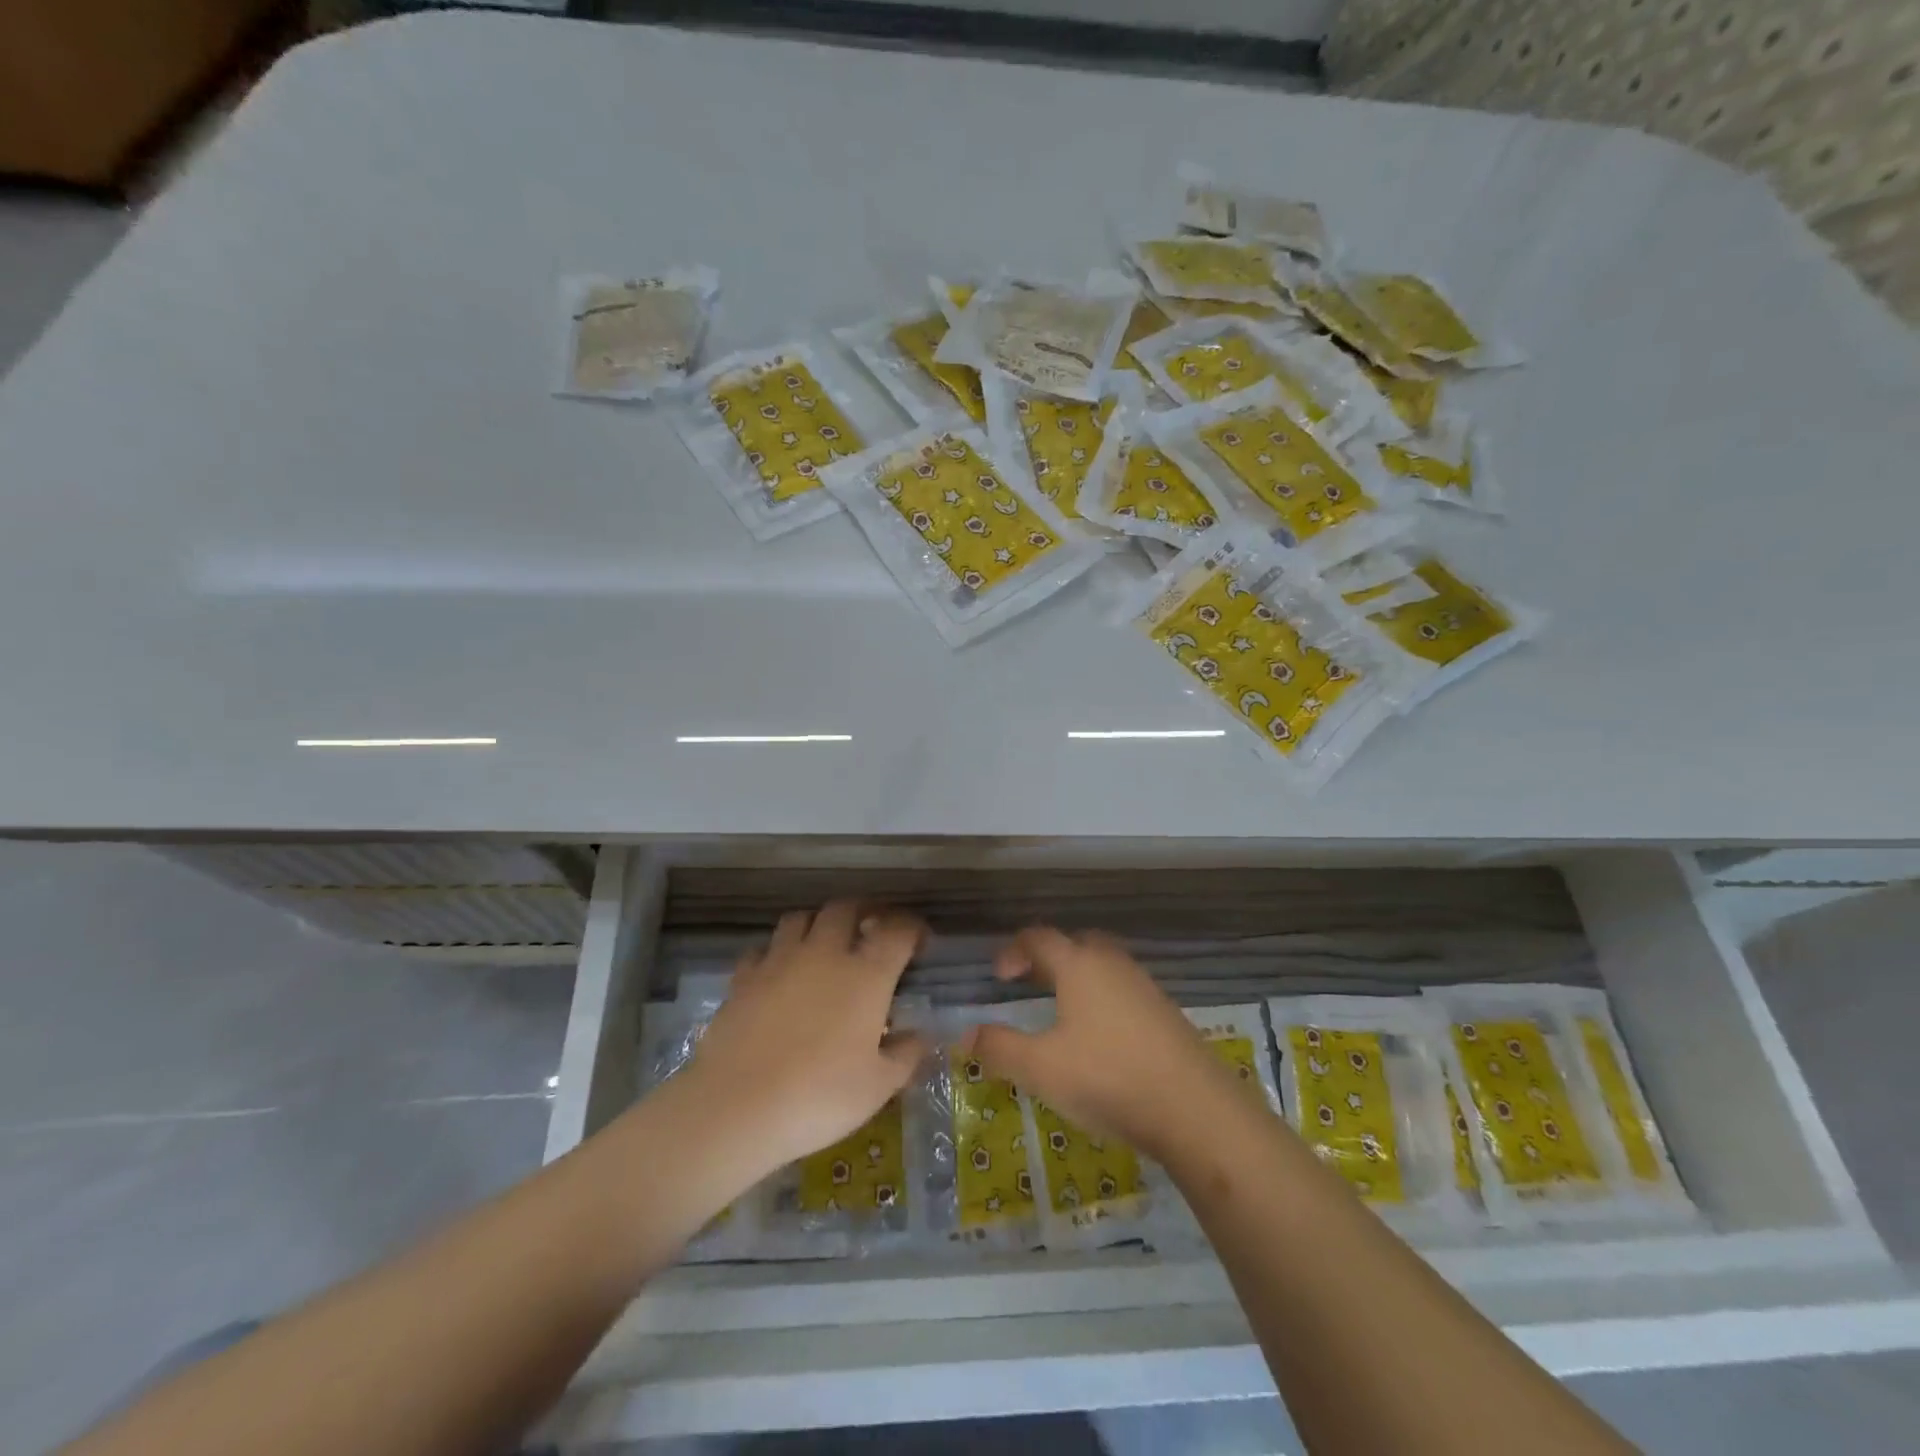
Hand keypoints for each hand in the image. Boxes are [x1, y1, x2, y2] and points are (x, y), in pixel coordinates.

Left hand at [683, 902, 930, 1177]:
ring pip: (801, 917)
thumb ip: (906, 1055)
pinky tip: (779, 973)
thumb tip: (920, 1035)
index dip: (913, 928)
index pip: (898, 930)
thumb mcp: (878, 1086)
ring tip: (824, 944)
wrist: (737, 1107)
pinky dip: (776, 952)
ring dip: (818, 923)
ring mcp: (780, 960)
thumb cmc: (820, 1097)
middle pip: (846, 908)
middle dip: (864, 912)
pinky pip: (763, 948)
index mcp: (867, 974)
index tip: (919, 941)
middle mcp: (825, 953)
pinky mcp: (744, 977)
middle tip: (872, 932)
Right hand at [971, 927, 1237, 1157]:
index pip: (1038, 938)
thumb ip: (999, 1048)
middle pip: (1075, 943)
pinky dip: (1103, 998)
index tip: (998, 976)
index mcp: (1078, 965)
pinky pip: (1124, 989)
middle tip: (1029, 983)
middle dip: (1048, 957)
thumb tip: (964, 1036)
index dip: (1013, 951)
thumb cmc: (1108, 1077)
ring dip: (1078, 977)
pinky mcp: (1166, 1012)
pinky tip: (1101, 1036)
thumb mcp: (1041, 1068)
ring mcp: (1144, 985)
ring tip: (1062, 1011)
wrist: (1195, 1108)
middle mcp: (1112, 963)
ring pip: (1103, 966)